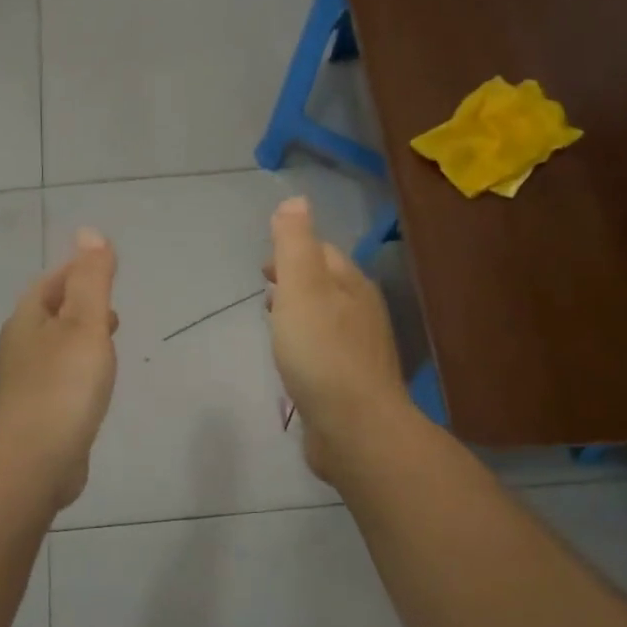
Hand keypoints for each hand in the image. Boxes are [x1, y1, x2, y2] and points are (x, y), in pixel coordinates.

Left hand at [0, 228, 119, 510]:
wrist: (35, 461)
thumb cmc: (63, 385)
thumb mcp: (85, 323)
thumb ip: (91, 279)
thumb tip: (89, 232)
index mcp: (27, 320)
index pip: (51, 283)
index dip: (76, 271)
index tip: (104, 269)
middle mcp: (19, 347)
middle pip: (49, 314)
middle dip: (78, 305)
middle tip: (111, 307)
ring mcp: (24, 383)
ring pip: (54, 347)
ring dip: (79, 337)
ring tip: (108, 341)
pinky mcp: (35, 413)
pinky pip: (58, 378)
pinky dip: (77, 368)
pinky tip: (94, 384)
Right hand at [266, 197, 411, 481]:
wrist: (354, 426)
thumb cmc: (322, 352)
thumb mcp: (301, 287)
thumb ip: (295, 243)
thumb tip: (296, 200)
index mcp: (352, 285)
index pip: (323, 253)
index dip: (293, 251)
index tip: (264, 266)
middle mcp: (362, 313)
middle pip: (327, 285)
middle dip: (297, 281)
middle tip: (265, 289)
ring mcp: (360, 351)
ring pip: (327, 319)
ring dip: (301, 312)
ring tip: (274, 321)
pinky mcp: (352, 384)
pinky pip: (326, 352)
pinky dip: (306, 344)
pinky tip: (293, 361)